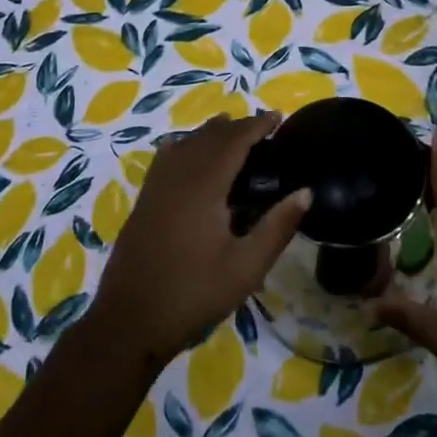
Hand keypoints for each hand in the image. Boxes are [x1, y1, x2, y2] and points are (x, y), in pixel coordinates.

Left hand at [91, 113, 310, 365]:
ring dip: (210, 133)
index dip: (256, 125)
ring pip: (185, 144)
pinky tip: (188, 155)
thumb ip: (277, 227)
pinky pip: (167, 158)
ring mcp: (155, 188)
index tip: (278, 116)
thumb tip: (305, 192)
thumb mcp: (246, 267)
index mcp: (203, 186)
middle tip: (262, 128)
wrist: (130, 320)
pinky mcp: (143, 202)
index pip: (233, 141)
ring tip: (230, 132)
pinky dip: (185, 146)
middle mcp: (177, 176)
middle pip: (208, 136)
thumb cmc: (194, 293)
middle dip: (235, 126)